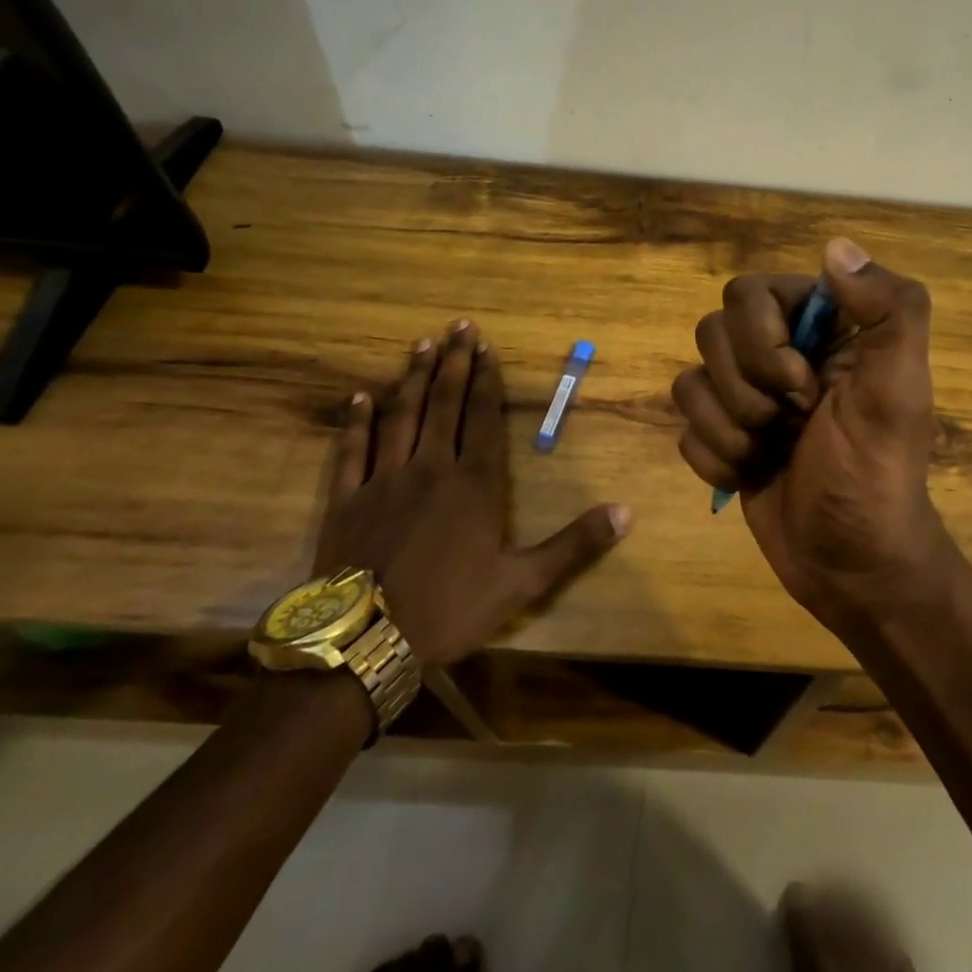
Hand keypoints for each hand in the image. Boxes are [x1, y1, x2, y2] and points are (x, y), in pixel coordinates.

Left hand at [317, 320, 630, 663]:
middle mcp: (430, 468)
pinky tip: (359, 397)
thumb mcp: (523, 583)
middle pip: (444, 404)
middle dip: (453, 363)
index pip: (482, 417)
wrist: (364, 645)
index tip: (486, 347)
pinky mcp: (346, 501)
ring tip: (420, 346)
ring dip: (412, 379)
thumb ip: (574, 544)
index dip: (485, 380)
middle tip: (457, 327)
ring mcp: (383, 481)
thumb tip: (625, 512)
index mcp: (474, 483)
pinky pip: (352, 451)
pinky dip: (356, 422)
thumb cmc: (450, 609)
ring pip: (401, 416)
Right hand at [671, 239, 953, 625]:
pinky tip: (753, 476)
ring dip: (731, 429)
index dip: (763, 340)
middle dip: (747, 391)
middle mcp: (779, 350)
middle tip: (792, 424)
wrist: (853, 567)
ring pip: (690, 380)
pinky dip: (717, 459)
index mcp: (821, 327)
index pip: (750, 292)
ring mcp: (747, 395)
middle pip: (711, 332)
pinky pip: (685, 427)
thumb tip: (836, 247)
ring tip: (773, 453)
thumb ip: (889, 311)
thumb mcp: (899, 391)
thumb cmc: (877, 474)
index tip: (803, 386)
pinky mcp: (724, 437)